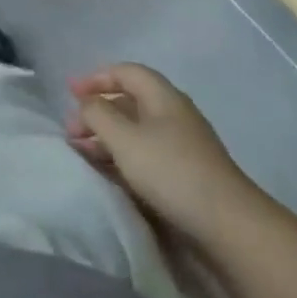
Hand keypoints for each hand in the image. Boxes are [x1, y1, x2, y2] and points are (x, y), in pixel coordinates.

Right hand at [65, 64, 260, 241]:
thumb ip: (97, 114)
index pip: (126, 72)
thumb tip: (86, 103)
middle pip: (129, 101)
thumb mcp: (124, 137)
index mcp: (163, 96)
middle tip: (71, 129)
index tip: (70, 94)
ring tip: (81, 151)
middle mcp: (173, 114)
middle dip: (97, 111)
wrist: (227, 225)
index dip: (96, 78)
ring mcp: (181, 145)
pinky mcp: (184, 173)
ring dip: (106, 136)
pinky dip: (121, 155)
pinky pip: (144, 153)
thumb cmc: (170, 170)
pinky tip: (106, 170)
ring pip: (135, 129)